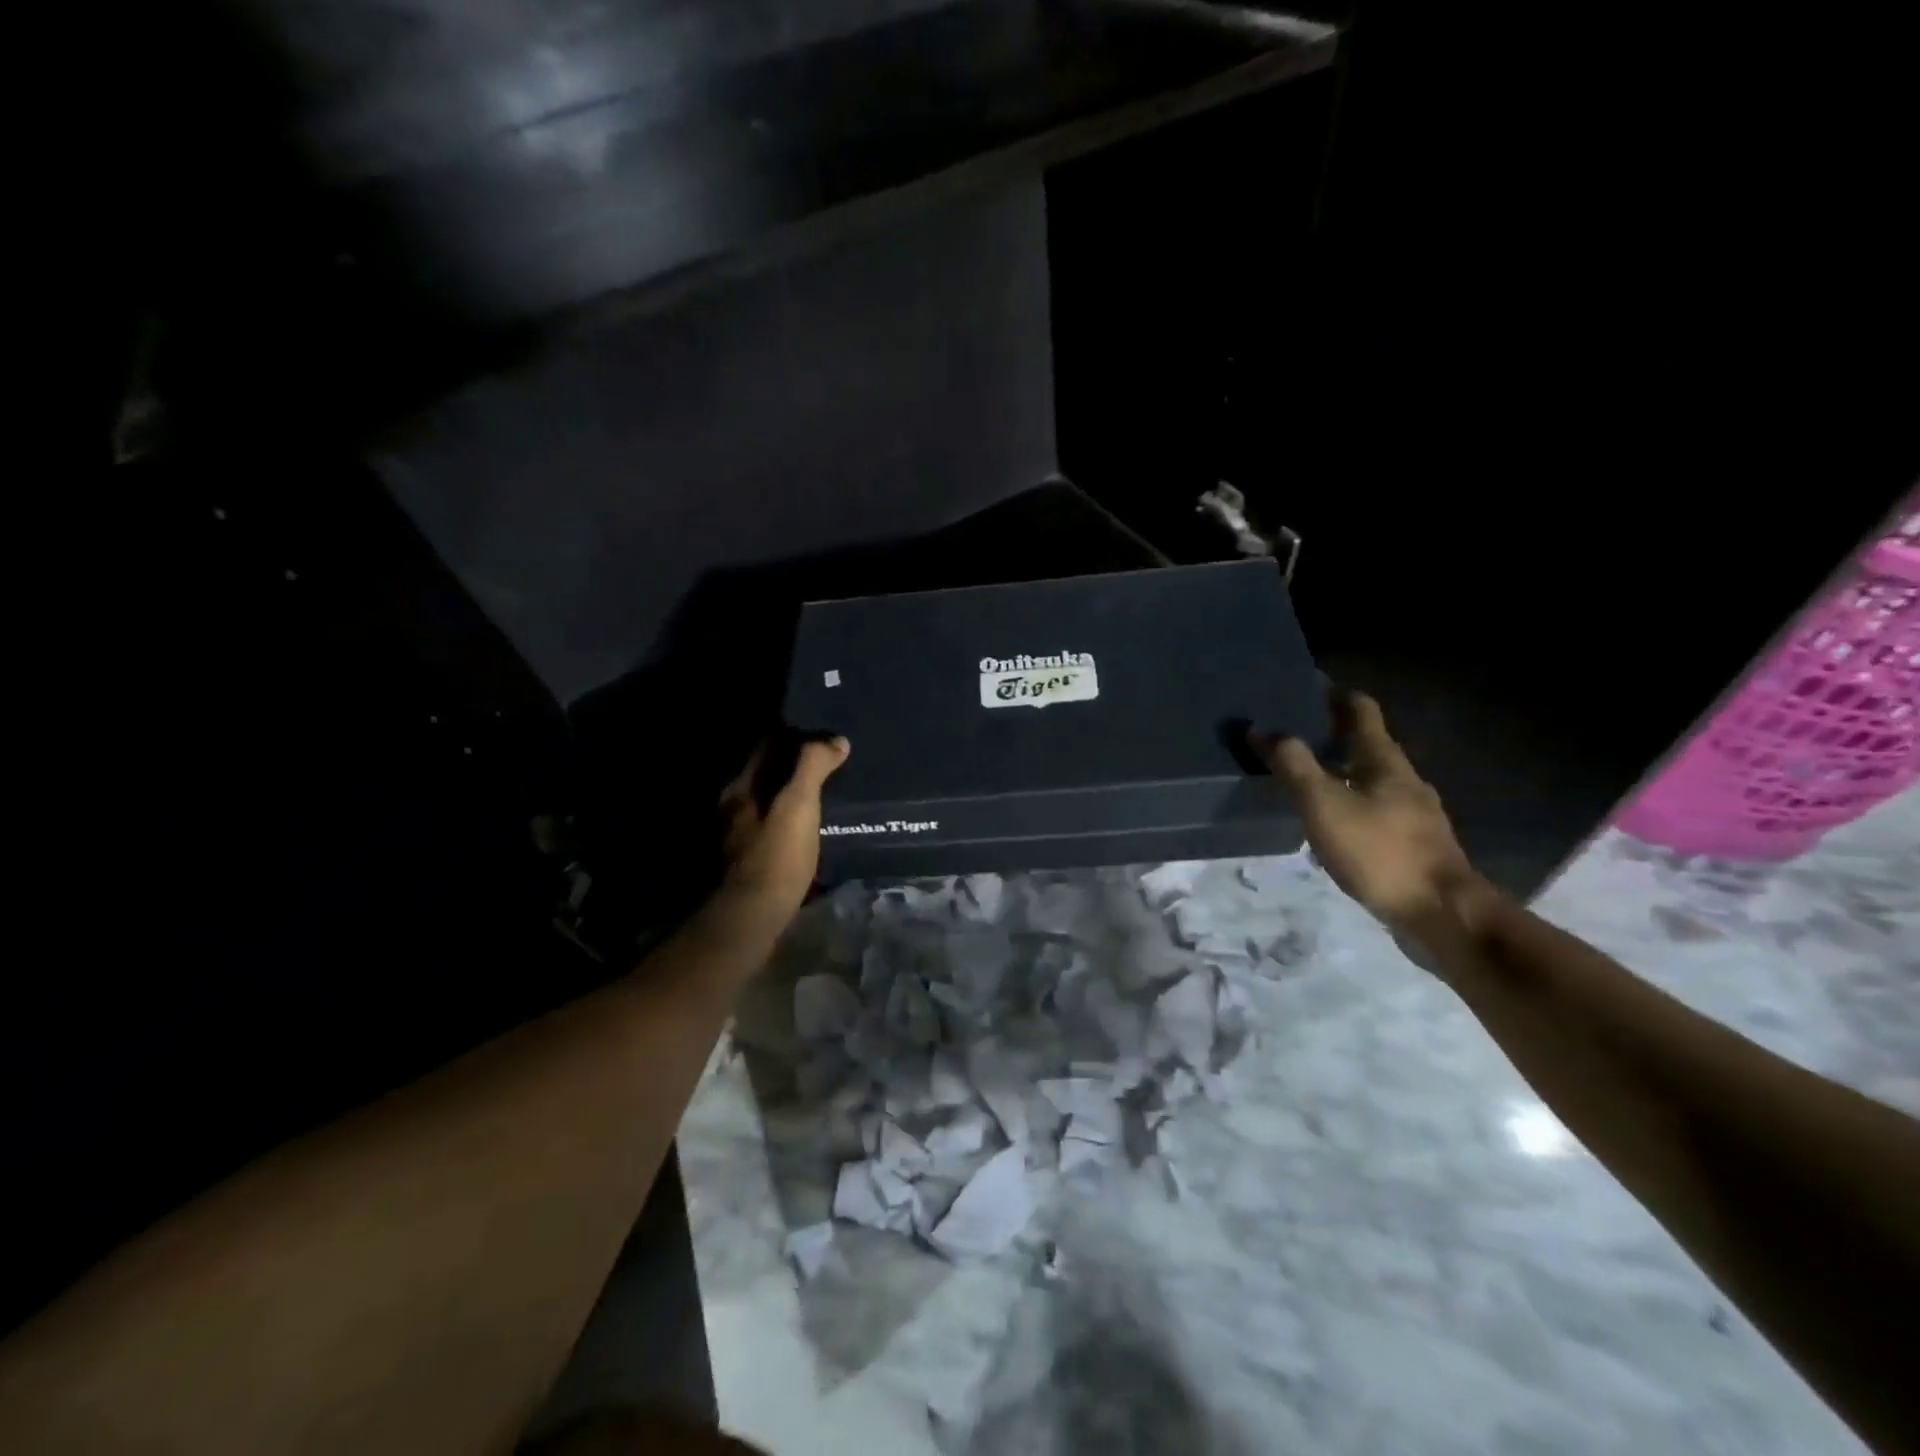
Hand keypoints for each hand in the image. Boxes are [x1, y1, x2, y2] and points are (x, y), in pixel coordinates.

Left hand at [716, 736, 849, 922]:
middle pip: (767, 775)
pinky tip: (814, 827)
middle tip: (831, 763)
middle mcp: (734, 808)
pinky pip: (777, 829)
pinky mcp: (753, 862)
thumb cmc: (776, 855)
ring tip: (828, 794)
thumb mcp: (799, 805)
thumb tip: (836, 740)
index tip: (823, 733)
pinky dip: (794, 822)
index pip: (766, 747)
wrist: (755, 916)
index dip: (794, 736)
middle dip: (795, 767)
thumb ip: (813, 767)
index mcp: (740, 789)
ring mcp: (741, 837)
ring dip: (794, 796)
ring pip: (771, 804)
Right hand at [1254, 690, 1483, 936]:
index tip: (1309, 686)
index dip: (1336, 695)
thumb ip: (1293, 766)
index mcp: (1385, 761)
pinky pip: (1376, 809)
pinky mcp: (1414, 844)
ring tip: (1306, 777)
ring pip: (1372, 779)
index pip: (1362, 711)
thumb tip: (1262, 729)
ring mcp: (1414, 813)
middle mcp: (1404, 779)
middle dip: (1333, 735)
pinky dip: (1351, 803)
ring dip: (1342, 771)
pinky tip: (1333, 822)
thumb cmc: (1380, 850)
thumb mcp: (1324, 805)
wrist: (1441, 914)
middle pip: (1368, 745)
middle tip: (1294, 734)